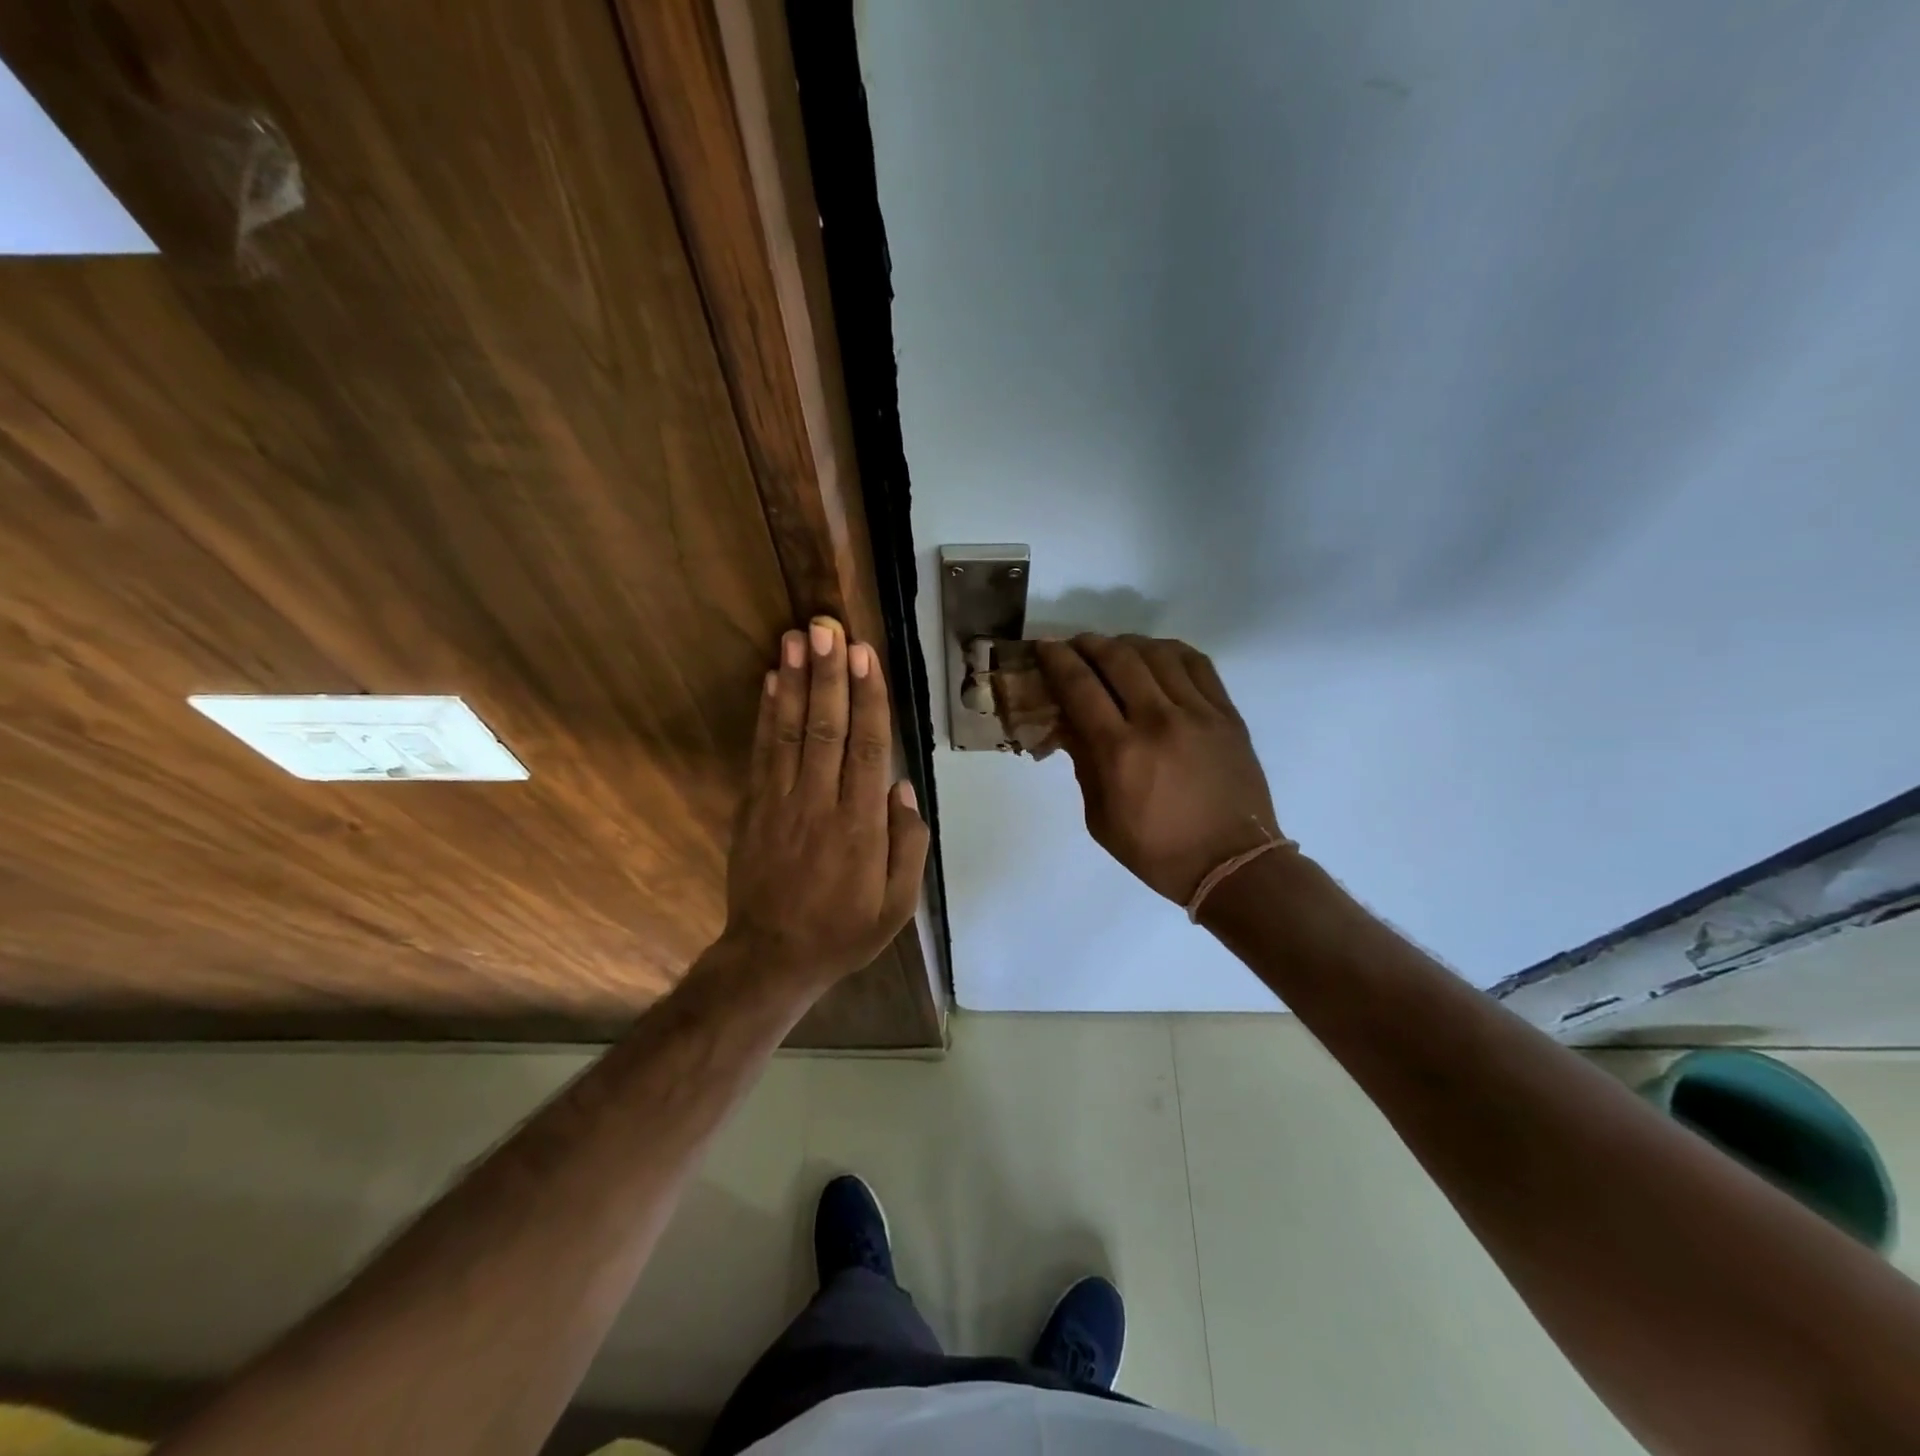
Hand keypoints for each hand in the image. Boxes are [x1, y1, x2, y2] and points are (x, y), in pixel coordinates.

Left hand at [721, 616, 928, 990]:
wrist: (772, 957)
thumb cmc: (844, 931)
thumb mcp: (897, 905)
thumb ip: (908, 846)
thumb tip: (903, 789)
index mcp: (861, 827)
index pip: (868, 749)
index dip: (867, 699)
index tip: (865, 656)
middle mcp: (820, 805)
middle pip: (827, 729)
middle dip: (829, 675)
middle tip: (829, 627)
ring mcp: (780, 803)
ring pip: (789, 732)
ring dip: (793, 682)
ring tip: (797, 638)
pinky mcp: (753, 808)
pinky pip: (761, 753)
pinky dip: (766, 714)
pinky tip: (769, 681)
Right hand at [1036, 635, 1280, 904]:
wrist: (1232, 864)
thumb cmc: (1157, 851)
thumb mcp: (1100, 819)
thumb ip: (1084, 765)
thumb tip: (1070, 725)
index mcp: (1120, 751)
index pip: (1080, 687)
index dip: (1057, 661)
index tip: (1044, 647)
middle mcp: (1158, 721)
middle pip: (1117, 658)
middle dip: (1088, 644)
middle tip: (1075, 645)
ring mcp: (1198, 713)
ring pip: (1157, 653)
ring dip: (1128, 643)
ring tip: (1115, 649)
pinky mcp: (1227, 714)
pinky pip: (1197, 664)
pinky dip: (1170, 651)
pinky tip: (1157, 655)